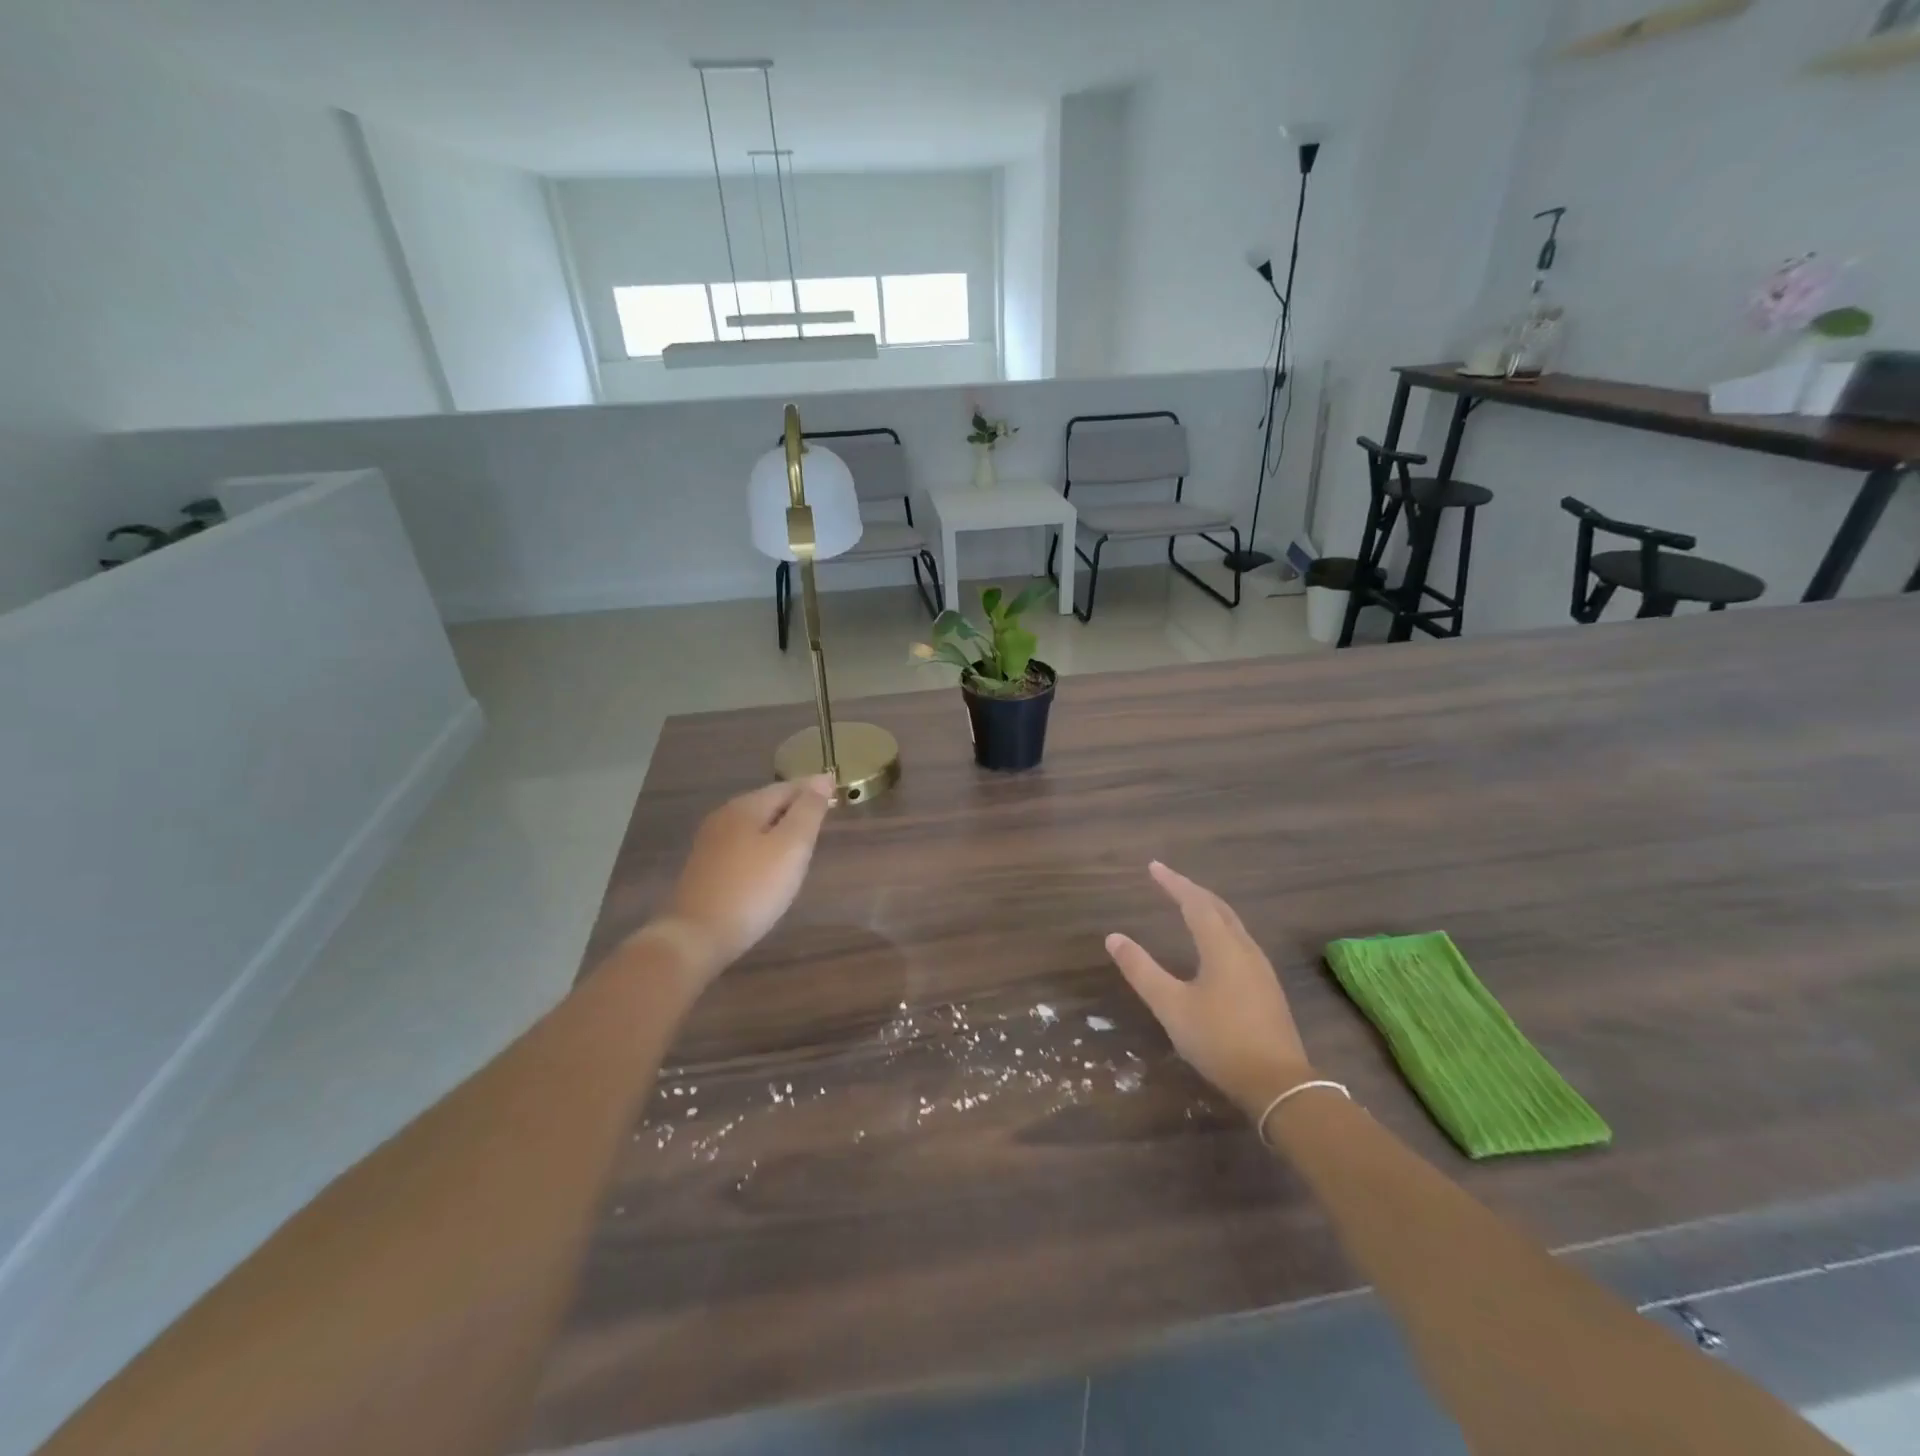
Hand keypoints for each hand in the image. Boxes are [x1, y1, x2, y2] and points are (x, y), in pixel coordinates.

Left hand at [653, 776, 835, 982]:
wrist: (697, 936)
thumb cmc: (753, 888)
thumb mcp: (791, 847)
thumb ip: (808, 811)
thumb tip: (822, 779)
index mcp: (746, 806)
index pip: (787, 787)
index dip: (814, 789)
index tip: (837, 793)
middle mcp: (725, 816)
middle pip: (768, 802)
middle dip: (796, 805)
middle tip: (823, 814)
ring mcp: (711, 842)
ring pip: (754, 824)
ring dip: (780, 825)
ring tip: (803, 837)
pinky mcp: (706, 867)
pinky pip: (743, 844)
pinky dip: (763, 844)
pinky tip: (772, 861)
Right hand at [1105, 862, 1311, 1119]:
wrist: (1278, 1084)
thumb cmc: (1220, 1040)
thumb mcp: (1171, 1006)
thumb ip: (1142, 970)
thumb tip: (1114, 937)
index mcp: (1222, 947)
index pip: (1195, 902)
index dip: (1173, 882)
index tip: (1153, 867)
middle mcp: (1244, 949)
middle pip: (1218, 908)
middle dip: (1192, 890)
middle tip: (1168, 880)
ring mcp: (1260, 969)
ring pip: (1233, 924)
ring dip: (1208, 908)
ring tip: (1188, 903)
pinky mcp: (1267, 988)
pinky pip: (1239, 941)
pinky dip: (1220, 928)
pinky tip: (1214, 944)